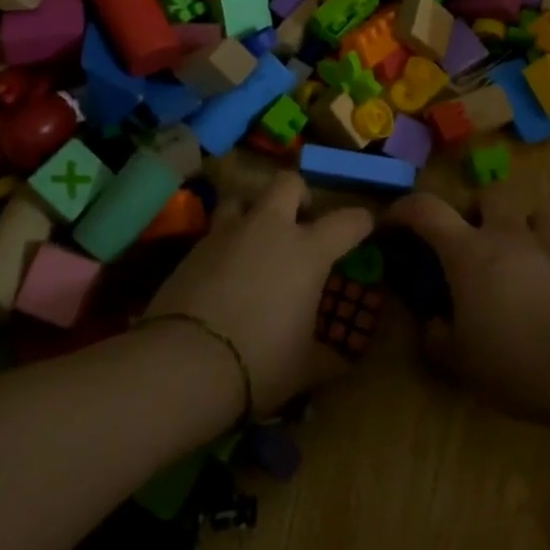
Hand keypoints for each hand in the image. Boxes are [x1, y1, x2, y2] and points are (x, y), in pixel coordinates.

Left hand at [146, 173, 372, 415]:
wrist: (184, 364)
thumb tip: (346, 360)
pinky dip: (225, 243)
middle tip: (301, 223)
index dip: (361, 221)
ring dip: (253, 211)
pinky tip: (224, 271)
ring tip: (255, 241)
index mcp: (308, 251)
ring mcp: (227, 234)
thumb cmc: (260, 362)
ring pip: (243, 198)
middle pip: (288, 183)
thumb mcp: (306, 366)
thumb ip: (330, 356)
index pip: (347, 221)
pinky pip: (215, 231)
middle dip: (299, 195)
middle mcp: (270, 229)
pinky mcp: (193, 248)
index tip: (365, 226)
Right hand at [382, 183, 549, 418]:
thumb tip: (433, 325)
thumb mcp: (459, 360)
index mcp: (468, 251)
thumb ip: (437, 337)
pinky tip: (539, 299)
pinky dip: (540, 264)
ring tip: (507, 264)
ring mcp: (547, 248)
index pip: (426, 209)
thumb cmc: (512, 360)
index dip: (403, 209)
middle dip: (474, 209)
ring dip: (514, 229)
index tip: (391, 223)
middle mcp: (507, 236)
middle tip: (467, 241)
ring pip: (529, 216)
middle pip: (489, 194)